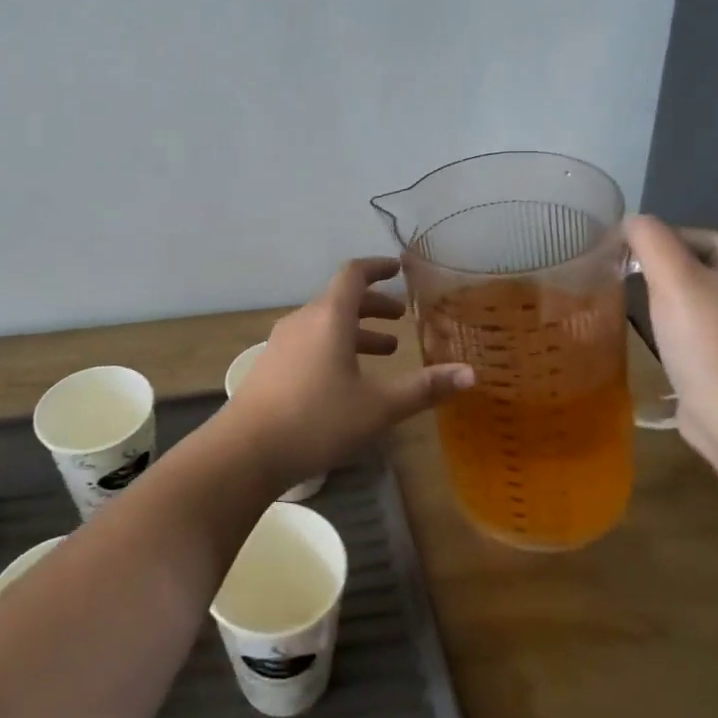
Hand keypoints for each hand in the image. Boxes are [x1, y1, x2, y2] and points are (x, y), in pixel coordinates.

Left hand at [223, 257, 474, 492]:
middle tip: (401, 318)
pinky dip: (336, 345)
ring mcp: (282, 342)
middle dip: (374, 305)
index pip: (354, 274)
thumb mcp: (378, 407)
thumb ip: (424, 388)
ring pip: (325, 323)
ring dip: (356, 330)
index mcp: (329, 317)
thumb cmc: (317, 420)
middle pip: (341, 298)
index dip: (378, 267)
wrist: (246, 450)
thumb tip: (471, 374)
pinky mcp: (272, 365)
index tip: (399, 269)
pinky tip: (347, 378)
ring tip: (385, 350)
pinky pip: (311, 341)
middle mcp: (303, 320)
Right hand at [627, 215, 717, 454]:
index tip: (622, 266)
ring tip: (641, 313)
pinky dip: (670, 323)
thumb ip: (648, 238)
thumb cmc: (707, 339)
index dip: (650, 247)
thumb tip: (629, 221)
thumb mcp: (672, 277)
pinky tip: (657, 336)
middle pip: (686, 261)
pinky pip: (690, 320)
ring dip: (659, 298)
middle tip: (627, 287)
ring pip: (686, 291)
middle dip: (655, 273)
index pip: (685, 234)